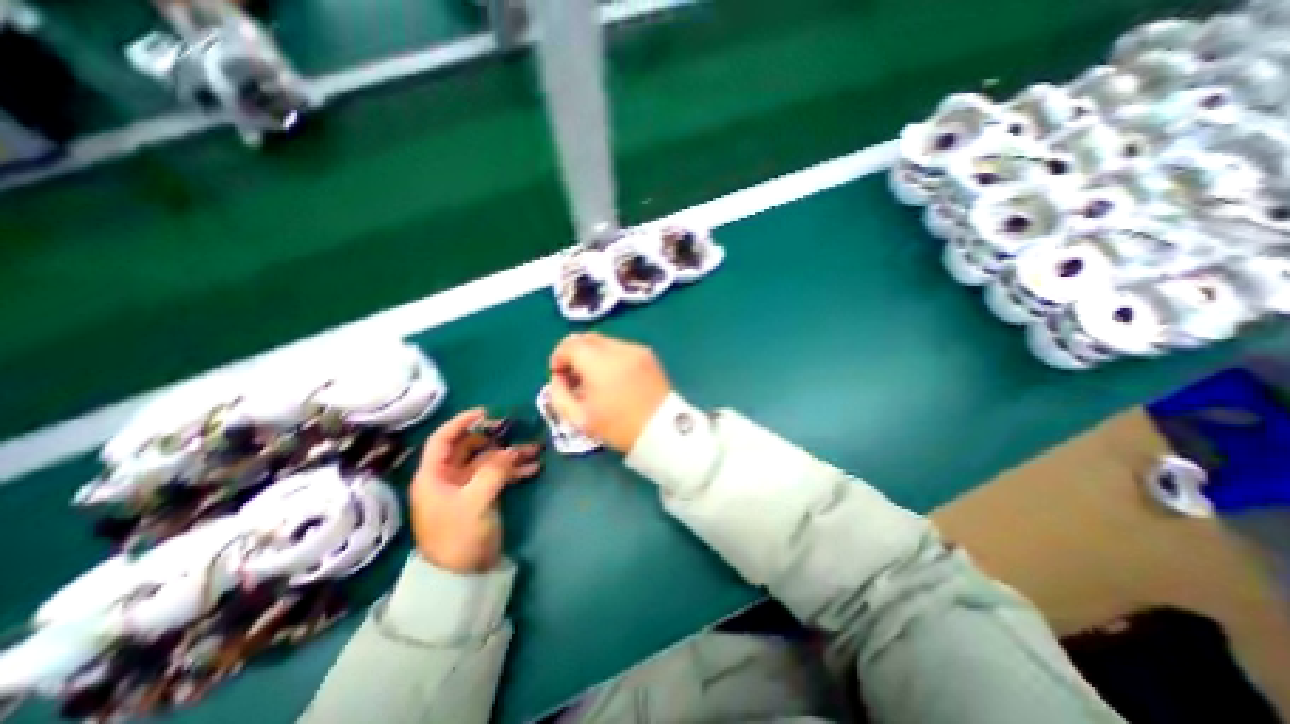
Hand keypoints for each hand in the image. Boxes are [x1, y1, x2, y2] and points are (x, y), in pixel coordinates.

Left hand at [407, 411, 539, 573]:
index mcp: (434, 475)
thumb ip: (494, 471)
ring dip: (511, 454)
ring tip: (536, 449)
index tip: (485, 412)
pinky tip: (534, 468)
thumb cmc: (458, 536)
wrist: (462, 576)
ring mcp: (467, 487)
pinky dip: (515, 471)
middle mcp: (449, 477)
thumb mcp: (475, 501)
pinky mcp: (481, 497)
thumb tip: (511, 451)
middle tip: (515, 430)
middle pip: (470, 447)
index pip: (443, 439)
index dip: (461, 422)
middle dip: (495, 438)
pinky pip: (499, 475)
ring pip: (489, 461)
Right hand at [545, 332, 674, 452]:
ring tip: (594, 379)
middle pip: (587, 338)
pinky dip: (610, 358)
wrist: (662, 429)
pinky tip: (614, 378)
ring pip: (604, 342)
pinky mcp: (648, 355)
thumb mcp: (579, 418)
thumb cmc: (618, 427)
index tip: (558, 376)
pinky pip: (621, 348)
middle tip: (573, 376)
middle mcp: (617, 348)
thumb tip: (558, 379)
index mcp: (598, 361)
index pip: (570, 345)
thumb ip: (559, 395)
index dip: (558, 358)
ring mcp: (635, 349)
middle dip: (575, 353)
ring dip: (593, 355)